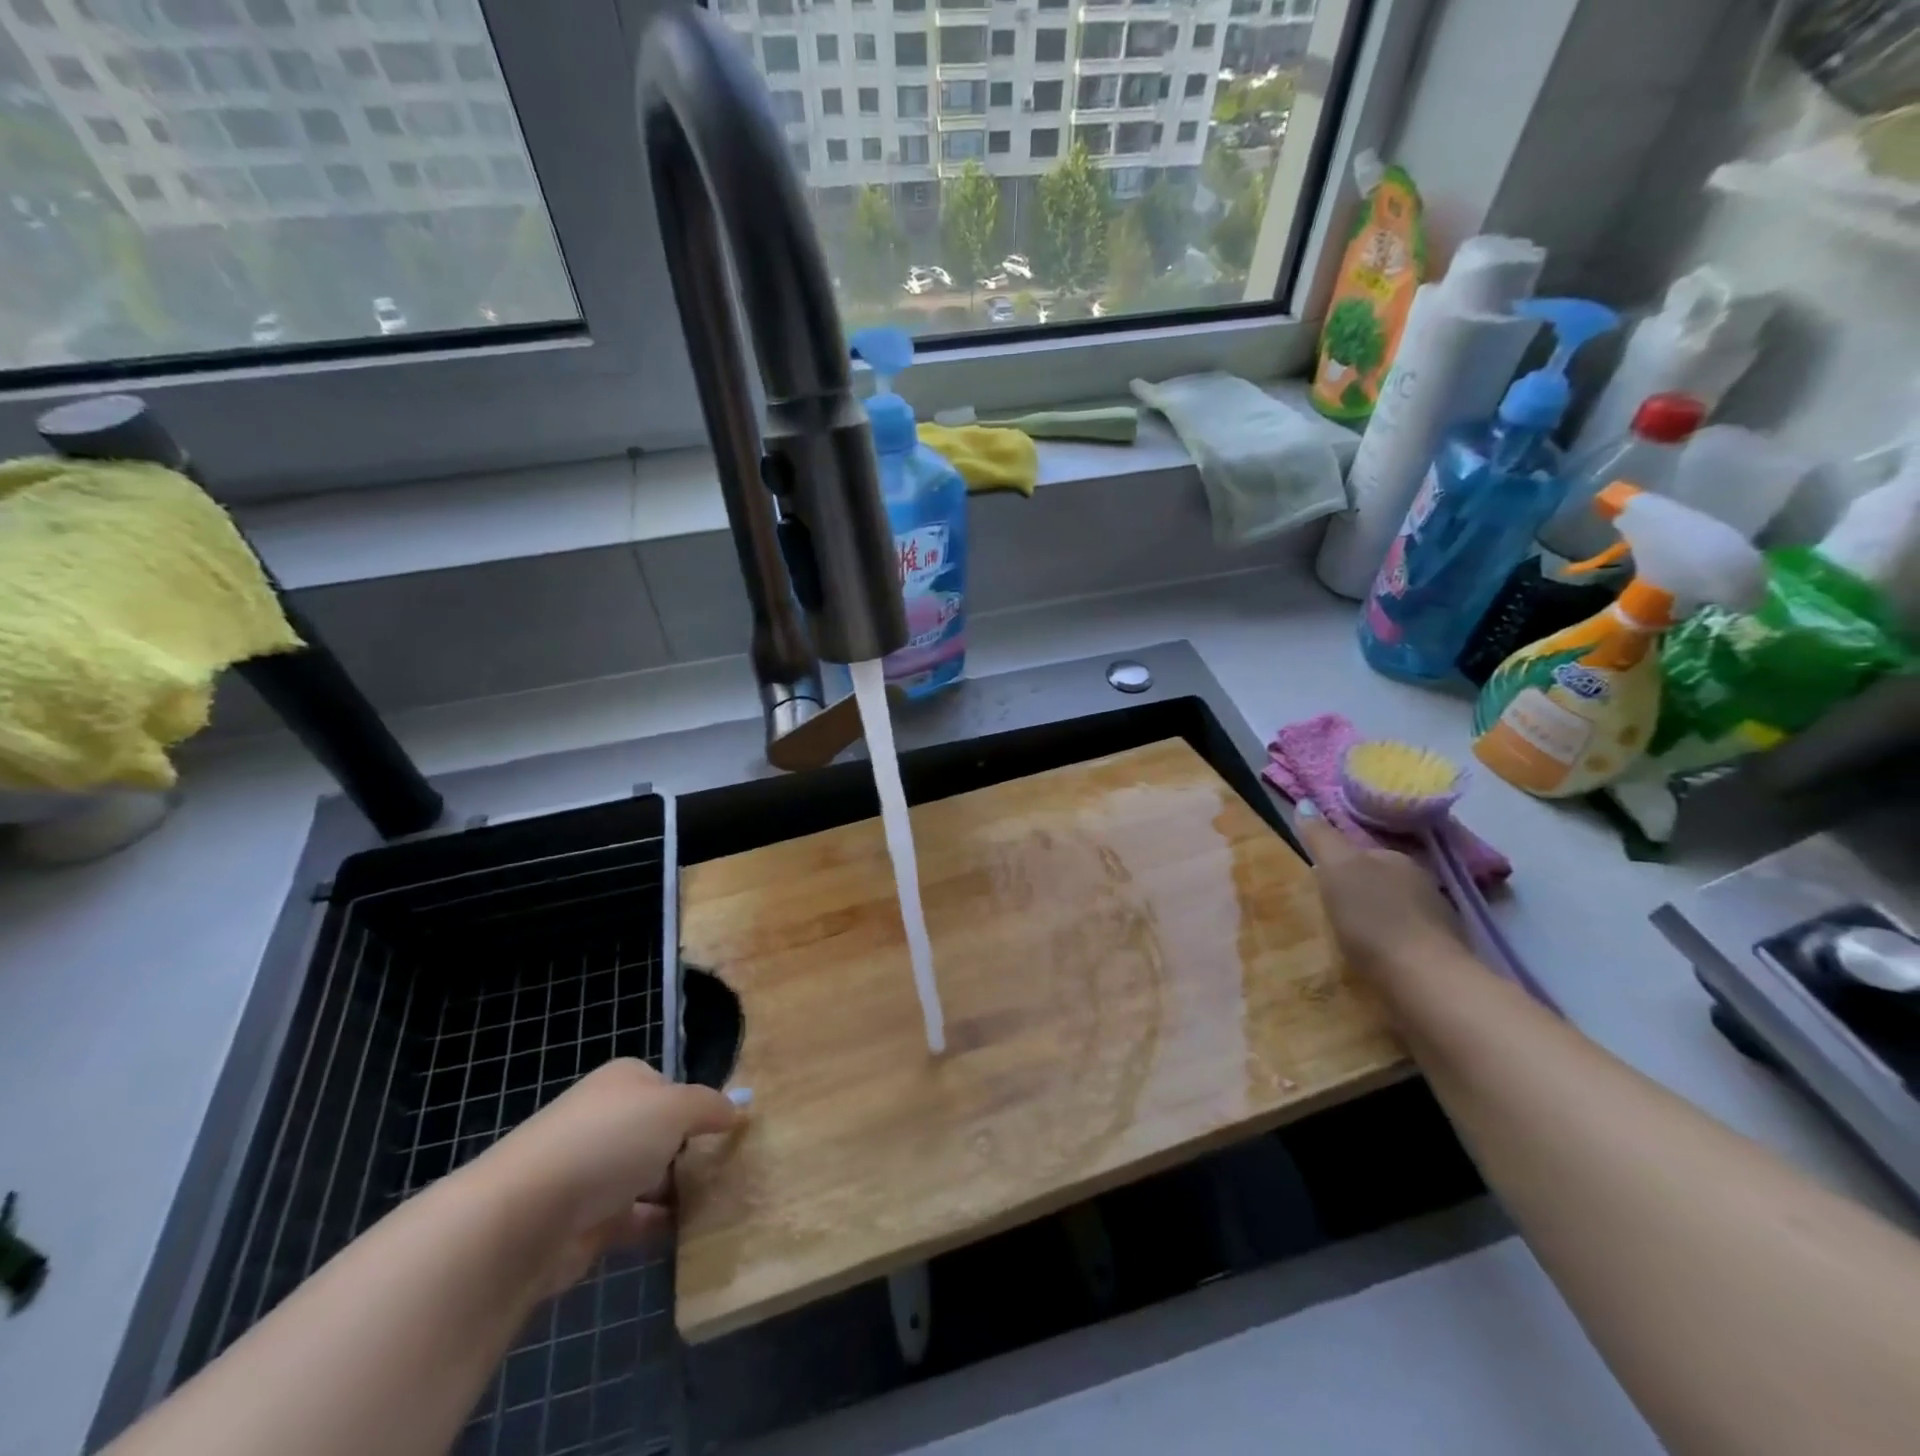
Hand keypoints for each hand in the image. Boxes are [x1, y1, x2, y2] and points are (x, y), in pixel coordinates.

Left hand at [470, 1059, 739, 1294]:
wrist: (526, 1217)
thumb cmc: (607, 1142)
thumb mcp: (674, 1109)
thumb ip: (710, 1107)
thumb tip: (737, 1108)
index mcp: (624, 1082)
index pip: (672, 1088)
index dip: (700, 1107)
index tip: (729, 1131)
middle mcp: (607, 1120)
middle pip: (661, 1133)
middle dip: (693, 1151)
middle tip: (733, 1169)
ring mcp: (593, 1171)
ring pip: (650, 1177)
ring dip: (680, 1191)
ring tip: (724, 1204)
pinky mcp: (586, 1221)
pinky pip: (636, 1219)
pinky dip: (661, 1225)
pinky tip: (692, 1235)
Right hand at [1294, 803, 1466, 984]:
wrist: (1423, 979)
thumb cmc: (1374, 918)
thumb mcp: (1337, 870)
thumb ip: (1321, 838)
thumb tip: (1305, 803)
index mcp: (1397, 859)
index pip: (1362, 853)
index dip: (1338, 866)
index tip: (1319, 884)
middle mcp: (1423, 883)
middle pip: (1380, 881)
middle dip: (1358, 893)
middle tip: (1329, 913)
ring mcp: (1438, 920)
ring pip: (1395, 911)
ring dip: (1376, 920)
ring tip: (1350, 939)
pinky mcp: (1442, 955)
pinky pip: (1407, 940)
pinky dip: (1391, 945)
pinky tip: (1376, 960)